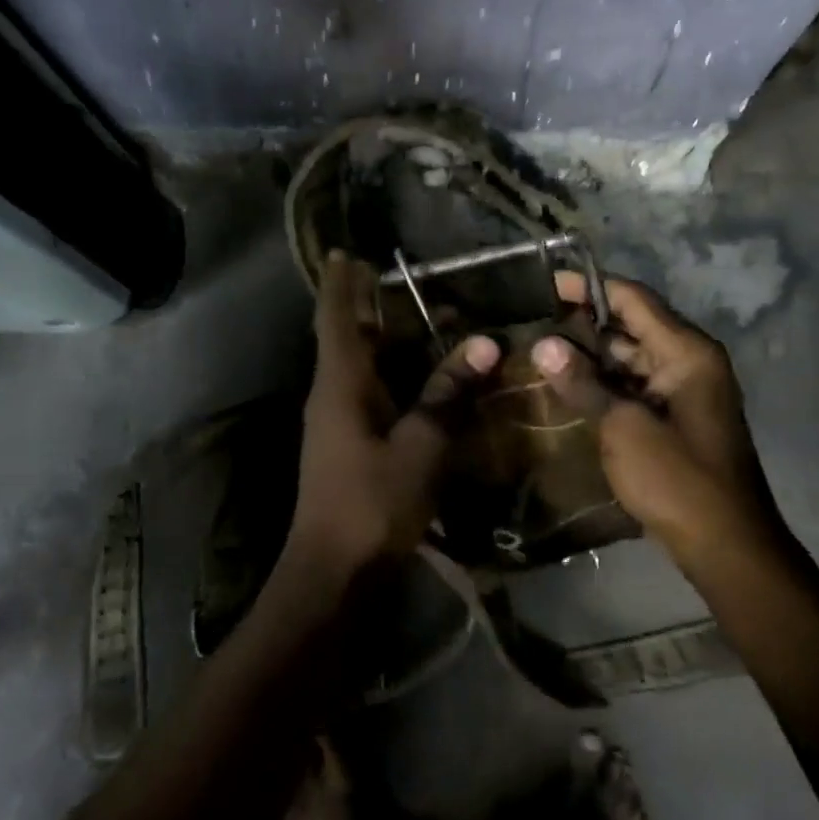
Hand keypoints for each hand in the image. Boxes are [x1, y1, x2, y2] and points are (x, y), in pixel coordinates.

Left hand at [286, 252, 500, 580]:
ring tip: (424, 317)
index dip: (341, 282)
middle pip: (348, 336)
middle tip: (399, 278)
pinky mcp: (351, 442)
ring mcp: (338, 419)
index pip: (336, 317)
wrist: (335, 569)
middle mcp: (334, 393)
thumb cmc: (373, 502)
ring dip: (387, 340)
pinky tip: (425, 375)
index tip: (346, 251)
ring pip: (362, 365)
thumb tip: (484, 343)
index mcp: (341, 383)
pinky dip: (395, 373)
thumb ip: (449, 393)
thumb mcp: (421, 445)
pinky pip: (372, 390)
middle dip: (368, 305)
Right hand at [532, 272, 760, 557]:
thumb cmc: (677, 479)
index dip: (589, 288)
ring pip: (629, 356)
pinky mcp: (673, 415)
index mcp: (686, 352)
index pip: (634, 299)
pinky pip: (633, 384)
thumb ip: (583, 383)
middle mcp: (688, 361)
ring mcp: (683, 389)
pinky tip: (566, 384)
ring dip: (590, 354)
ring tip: (539, 348)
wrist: (724, 543)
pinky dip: (602, 380)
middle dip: (583, 322)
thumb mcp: (623, 428)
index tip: (546, 284)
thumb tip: (543, 346)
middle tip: (533, 319)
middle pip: (631, 325)